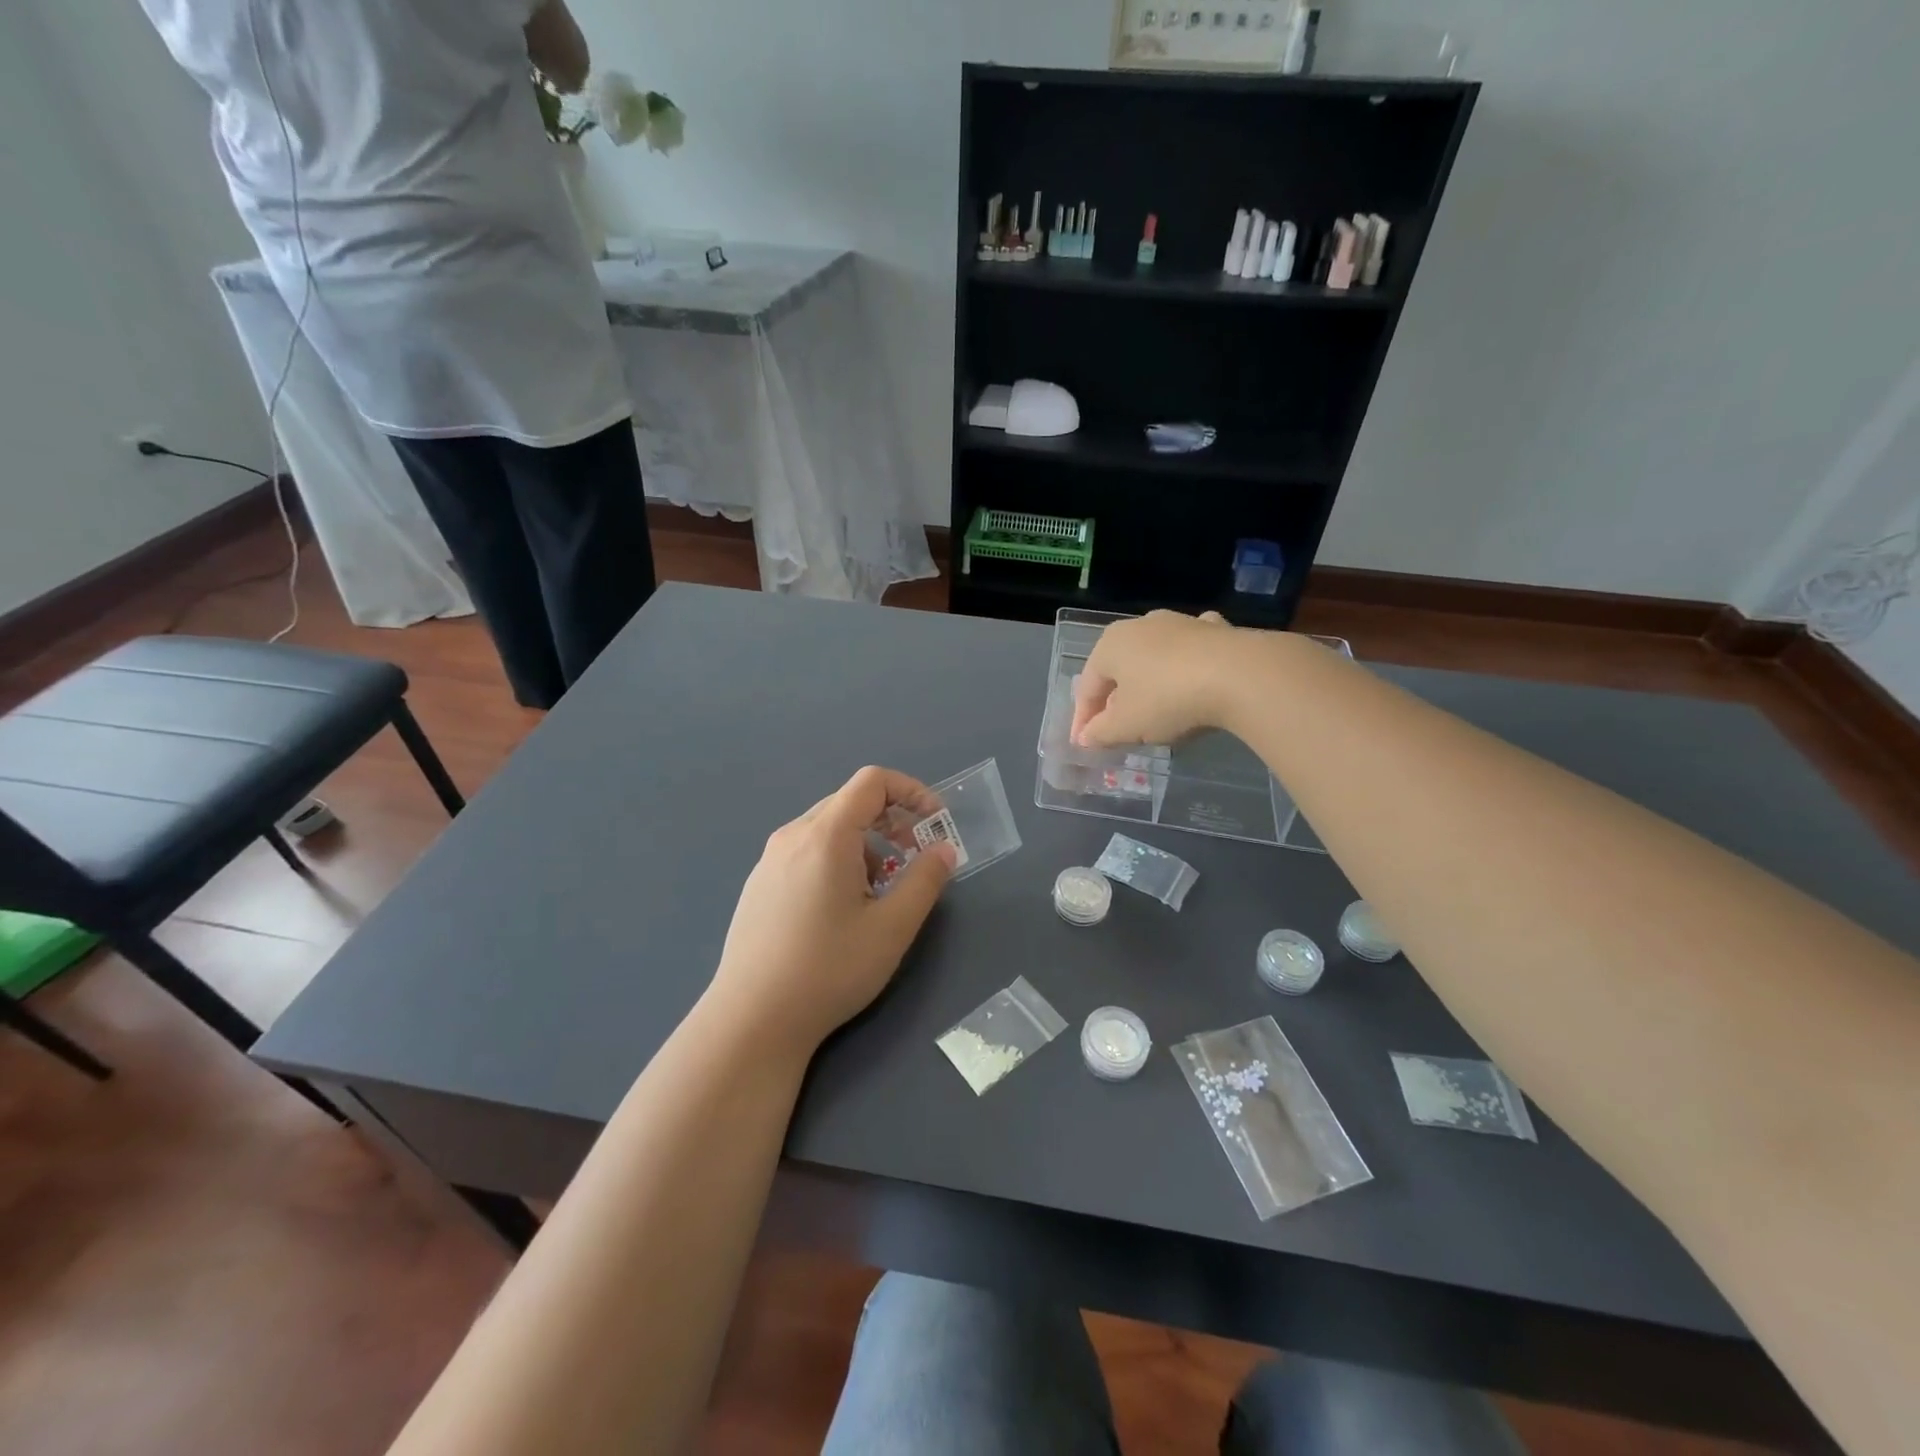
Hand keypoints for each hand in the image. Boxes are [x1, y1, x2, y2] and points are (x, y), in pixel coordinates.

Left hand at [707, 766, 955, 1055]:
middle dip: (892, 821)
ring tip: (879, 892)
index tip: (935, 823)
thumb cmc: (829, 969)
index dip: (911, 791)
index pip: (872, 781)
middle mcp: (793, 835)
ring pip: (828, 829)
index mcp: (826, 835)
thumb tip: (943, 849)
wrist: (752, 1019)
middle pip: (850, 802)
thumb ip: (925, 880)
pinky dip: (837, 859)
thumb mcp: (892, 927)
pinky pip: (806, 851)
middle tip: (915, 858)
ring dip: (865, 844)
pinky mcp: (759, 884)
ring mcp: (769, 860)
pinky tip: (840, 909)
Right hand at [1071, 610, 1245, 748]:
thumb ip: (1100, 733)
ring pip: (1154, 658)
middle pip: (1119, 670)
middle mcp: (1140, 626)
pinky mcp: (1215, 630)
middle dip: (1115, 700)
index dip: (1082, 719)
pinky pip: (1190, 652)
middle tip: (1116, 730)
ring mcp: (1180, 623)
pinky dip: (1186, 666)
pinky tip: (1194, 678)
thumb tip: (1085, 737)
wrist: (1240, 675)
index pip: (1088, 687)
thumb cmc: (1167, 699)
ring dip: (1149, 683)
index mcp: (1110, 644)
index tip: (1083, 746)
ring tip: (1154, 710)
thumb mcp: (1126, 726)